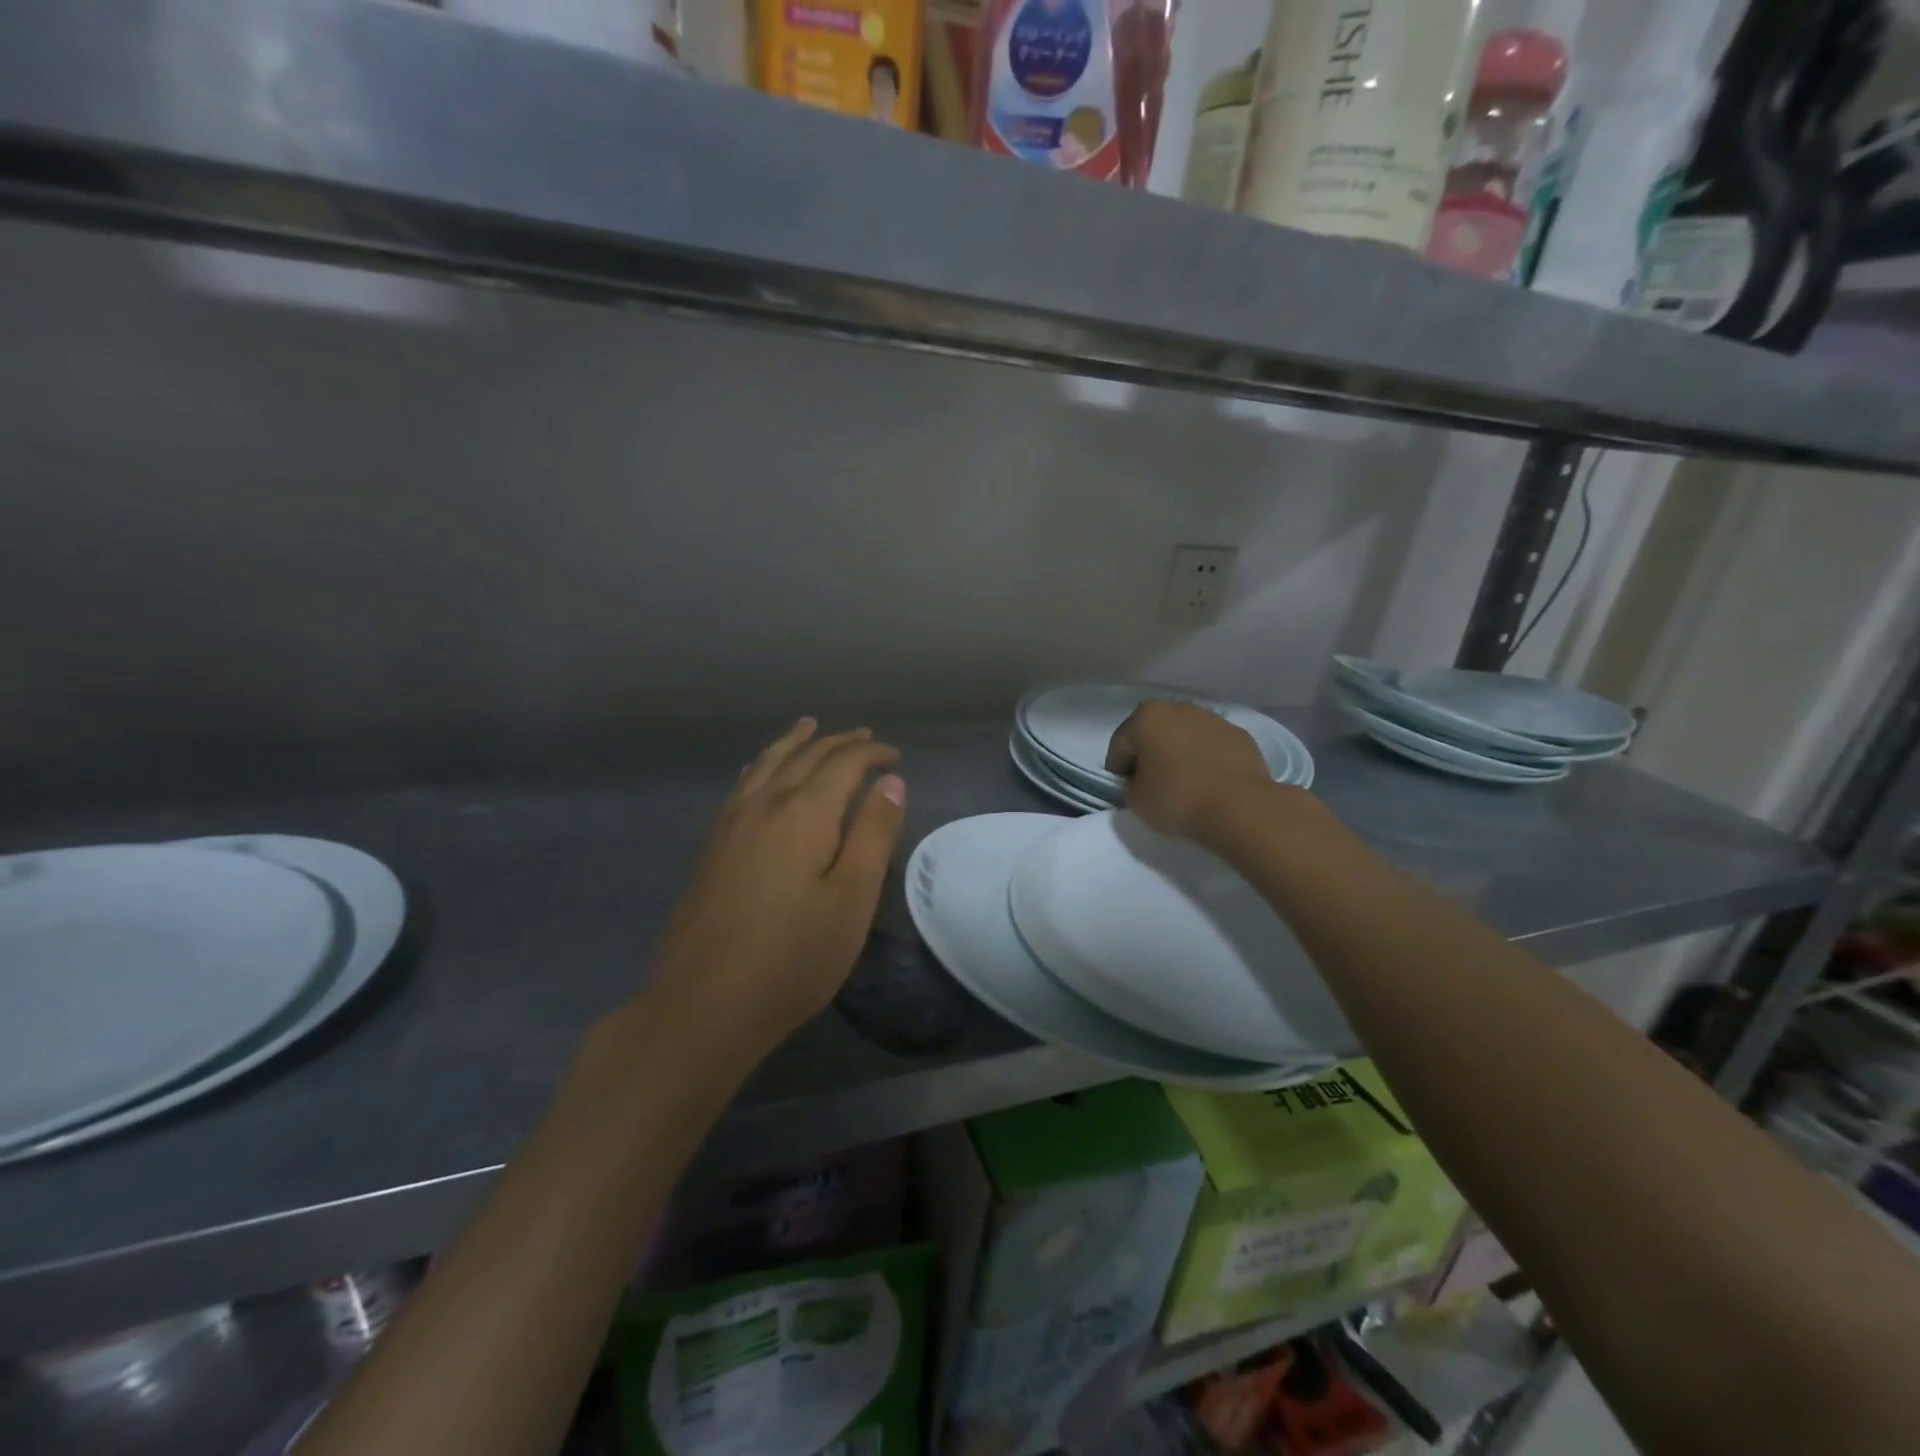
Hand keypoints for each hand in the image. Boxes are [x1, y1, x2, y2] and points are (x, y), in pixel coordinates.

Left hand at [647, 719, 906, 1061]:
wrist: (702, 1005)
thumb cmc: (793, 957)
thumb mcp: (851, 900)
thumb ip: (873, 834)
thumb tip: (892, 781)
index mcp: (803, 814)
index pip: (842, 763)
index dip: (871, 753)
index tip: (895, 756)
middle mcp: (764, 805)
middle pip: (804, 757)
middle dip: (837, 742)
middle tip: (864, 736)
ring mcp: (731, 825)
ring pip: (766, 765)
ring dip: (793, 743)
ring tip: (809, 727)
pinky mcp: (712, 847)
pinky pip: (741, 786)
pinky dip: (760, 767)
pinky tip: (758, 771)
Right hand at [1106, 700, 1274, 844]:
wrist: (1239, 806)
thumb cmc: (1177, 799)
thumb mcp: (1135, 800)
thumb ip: (1130, 785)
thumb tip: (1141, 781)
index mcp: (1146, 718)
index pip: (1119, 746)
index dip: (1118, 770)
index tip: (1125, 790)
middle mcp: (1178, 708)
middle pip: (1153, 733)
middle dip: (1149, 754)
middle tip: (1152, 784)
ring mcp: (1212, 719)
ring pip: (1184, 736)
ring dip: (1178, 753)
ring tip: (1184, 783)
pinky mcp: (1239, 734)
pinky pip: (1211, 746)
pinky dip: (1205, 758)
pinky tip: (1209, 782)